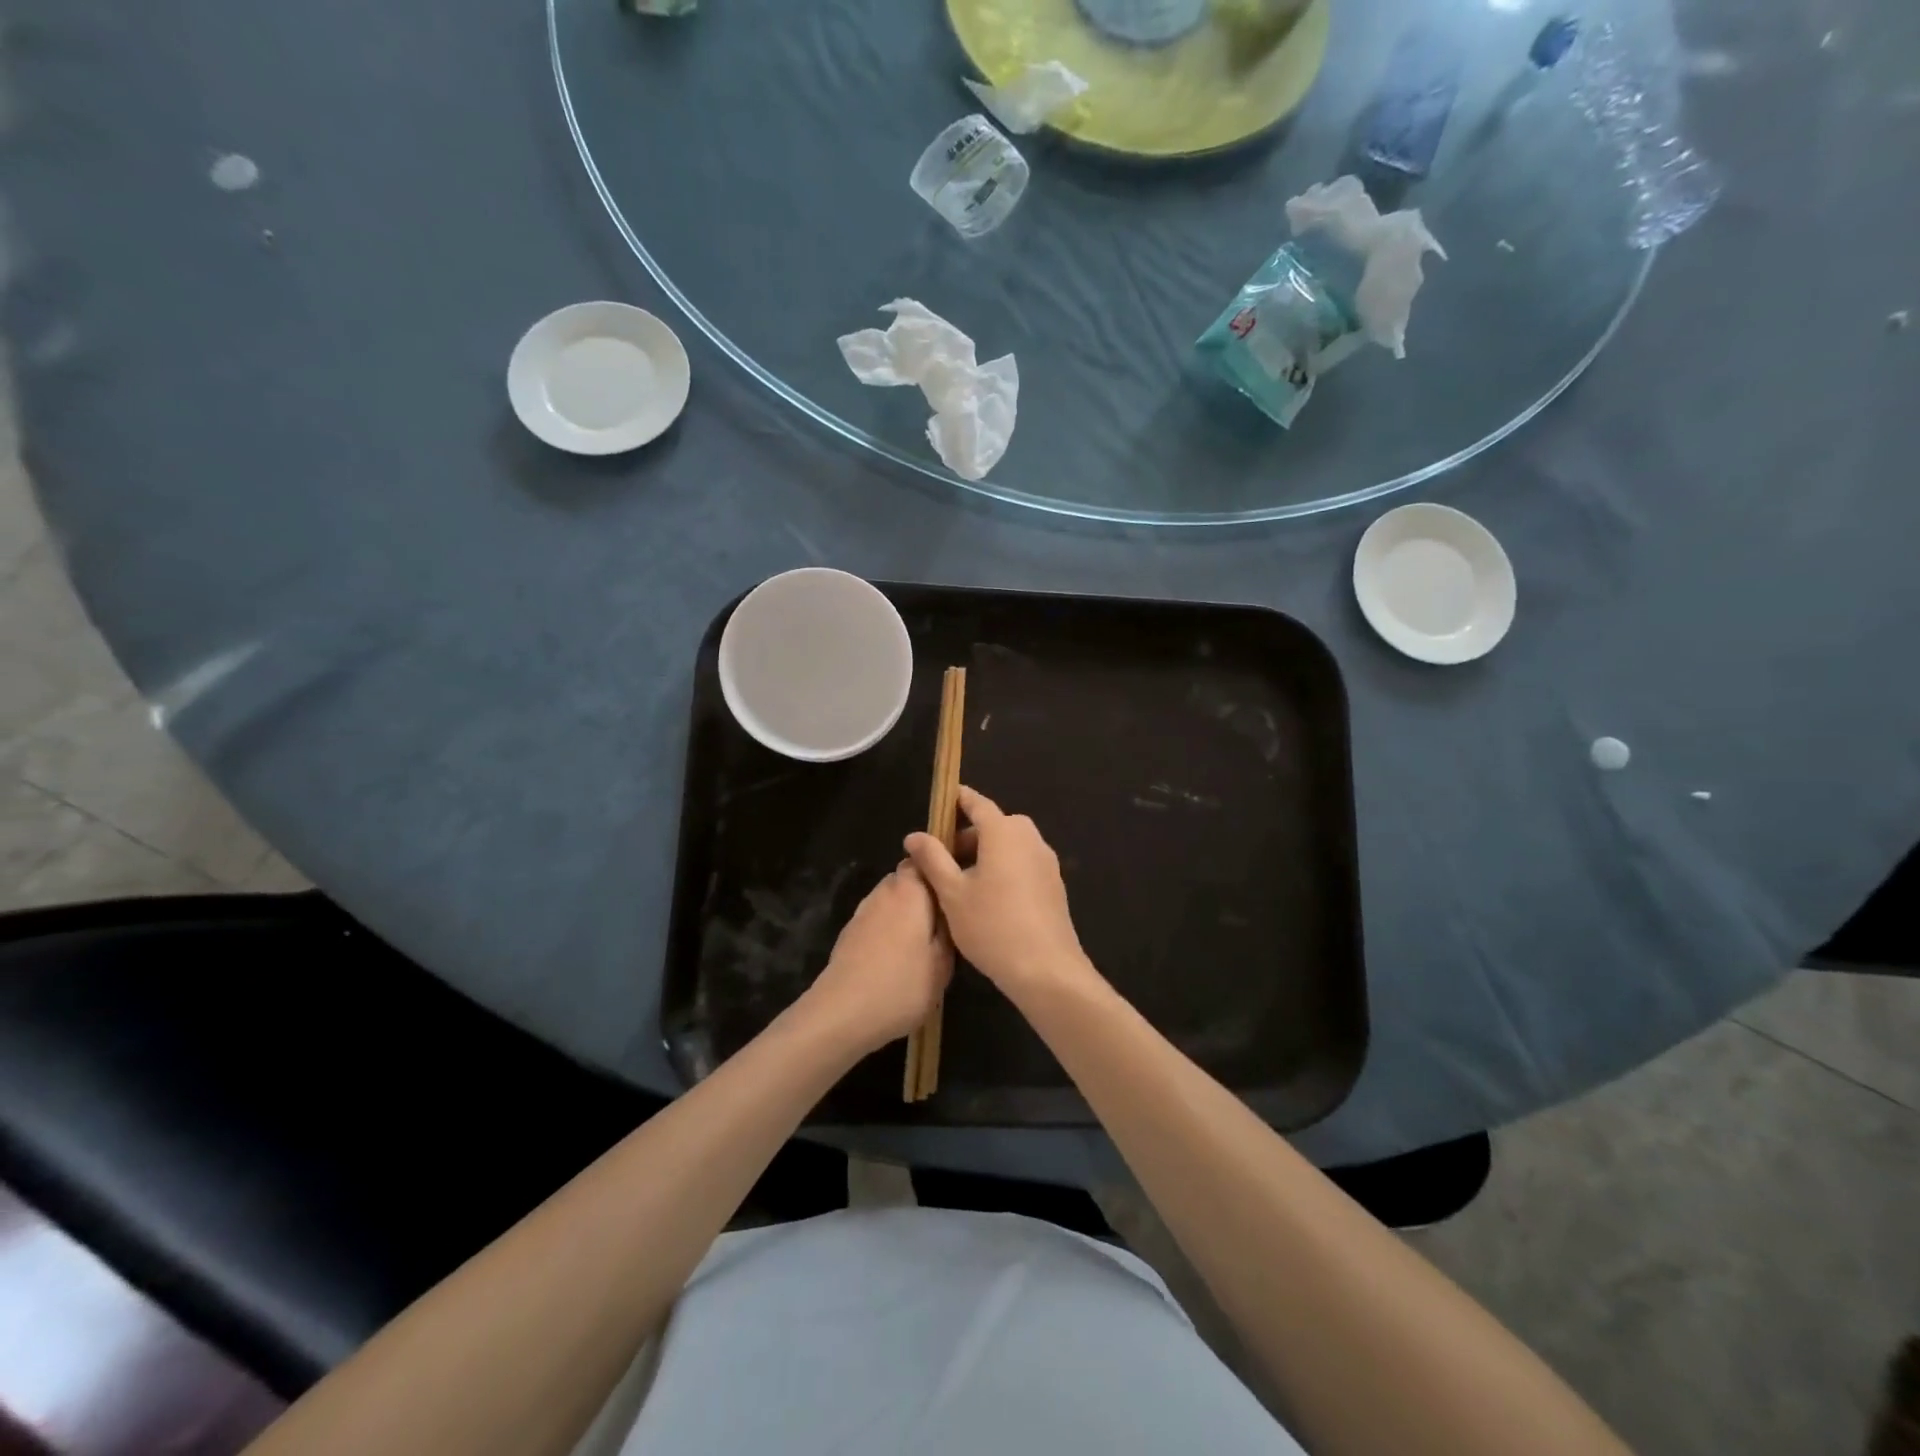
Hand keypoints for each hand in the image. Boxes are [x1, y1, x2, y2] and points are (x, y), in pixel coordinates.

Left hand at [796, 864, 952, 1057]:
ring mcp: (863, 910)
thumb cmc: (902, 984)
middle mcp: (885, 891)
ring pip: (893, 900)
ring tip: (923, 943)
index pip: (926, 858)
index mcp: (911, 889)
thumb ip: (950, 930)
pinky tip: (898, 958)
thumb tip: (949, 912)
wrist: (842, 1012)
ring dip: (907, 914)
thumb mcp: (943, 963)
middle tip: (945, 921)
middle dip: (926, 894)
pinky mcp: (850, 932)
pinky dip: (890, 930)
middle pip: (909, 879)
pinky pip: (878, 920)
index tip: (958, 887)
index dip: (942, 868)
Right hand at [904, 786, 1102, 1003]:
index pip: (977, 803)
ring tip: (961, 883)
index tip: (942, 801)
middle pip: (994, 825)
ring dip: (986, 854)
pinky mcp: (1054, 884)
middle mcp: (1029, 838)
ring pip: (1009, 845)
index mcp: (1004, 832)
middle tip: (942, 859)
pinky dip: (1004, 868)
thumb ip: (932, 859)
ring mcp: (1046, 861)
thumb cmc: (992, 926)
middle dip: (967, 835)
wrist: (1046, 969)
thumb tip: (914, 835)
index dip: (958, 800)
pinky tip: (988, 899)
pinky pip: (1023, 863)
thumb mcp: (952, 893)